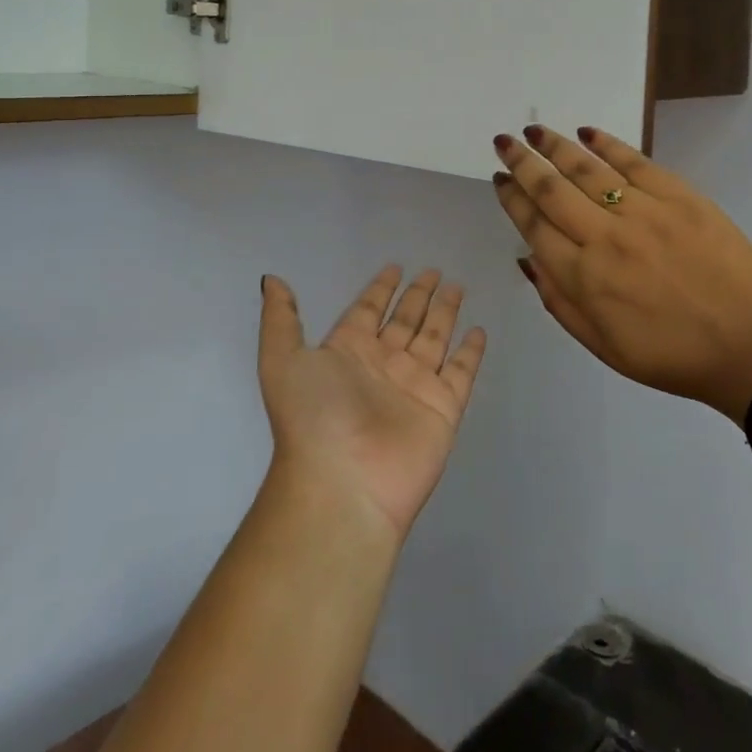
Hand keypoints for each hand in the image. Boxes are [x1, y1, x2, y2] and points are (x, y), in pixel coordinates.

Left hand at [257, 267, 487, 540]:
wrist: (343, 484)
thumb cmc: (313, 417)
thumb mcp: (282, 361)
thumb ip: (281, 319)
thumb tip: (273, 280)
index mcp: (347, 352)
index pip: (367, 310)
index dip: (380, 289)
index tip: (395, 266)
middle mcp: (382, 365)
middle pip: (405, 320)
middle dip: (418, 295)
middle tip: (434, 270)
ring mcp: (415, 386)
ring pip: (434, 338)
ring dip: (445, 313)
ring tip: (457, 287)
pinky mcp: (443, 407)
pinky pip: (461, 371)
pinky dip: (471, 352)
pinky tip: (479, 330)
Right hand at [491, 125, 751, 427]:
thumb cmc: (672, 355)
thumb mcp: (603, 346)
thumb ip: (559, 301)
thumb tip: (527, 258)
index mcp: (584, 277)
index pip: (534, 226)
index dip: (512, 199)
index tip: (499, 179)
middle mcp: (605, 236)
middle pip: (551, 190)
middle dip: (522, 163)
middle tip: (503, 141)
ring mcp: (643, 211)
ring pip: (587, 169)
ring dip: (555, 146)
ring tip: (534, 131)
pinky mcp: (679, 196)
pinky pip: (634, 162)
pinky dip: (607, 144)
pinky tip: (588, 132)